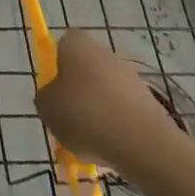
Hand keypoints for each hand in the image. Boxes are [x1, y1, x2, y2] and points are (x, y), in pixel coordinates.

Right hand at [36, 32, 189, 180]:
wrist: (142, 143)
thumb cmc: (85, 115)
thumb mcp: (46, 108)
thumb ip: (45, 98)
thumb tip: (53, 98)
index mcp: (76, 44)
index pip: (61, 47)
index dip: (54, 70)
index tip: (53, 95)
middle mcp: (104, 52)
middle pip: (84, 71)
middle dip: (76, 96)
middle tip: (68, 123)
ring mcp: (130, 77)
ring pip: (104, 95)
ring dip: (97, 115)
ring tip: (90, 146)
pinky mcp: (149, 103)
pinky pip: (123, 114)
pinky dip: (116, 129)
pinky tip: (111, 152)